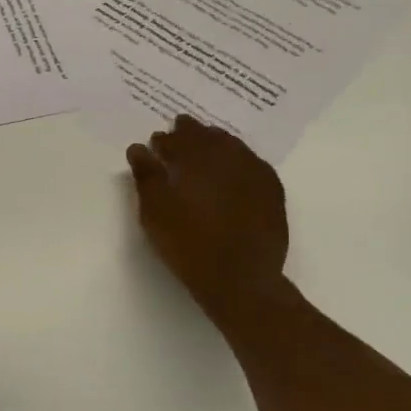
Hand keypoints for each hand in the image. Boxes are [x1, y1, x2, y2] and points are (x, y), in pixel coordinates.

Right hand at [126, 115, 289, 326]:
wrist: (240, 279)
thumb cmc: (189, 245)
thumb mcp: (156, 212)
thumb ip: (146, 176)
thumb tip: (138, 148)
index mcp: (197, 161)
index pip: (179, 140)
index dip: (165, 140)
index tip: (155, 142)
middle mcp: (229, 159)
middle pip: (208, 137)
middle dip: (191, 133)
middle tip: (179, 131)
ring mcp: (255, 174)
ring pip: (233, 146)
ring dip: (216, 142)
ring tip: (205, 146)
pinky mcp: (272, 192)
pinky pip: (253, 163)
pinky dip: (239, 157)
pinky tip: (234, 166)